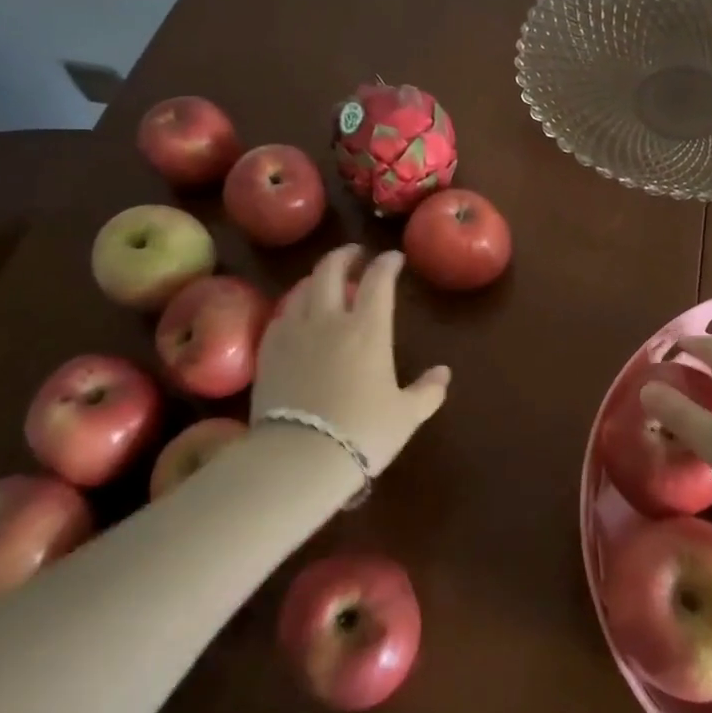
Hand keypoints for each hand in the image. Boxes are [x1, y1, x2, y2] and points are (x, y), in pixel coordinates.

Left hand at [252, 246, 450, 475]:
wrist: (299, 457)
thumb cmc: (362, 433)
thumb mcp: (406, 415)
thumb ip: (428, 391)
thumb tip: (444, 373)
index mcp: (368, 328)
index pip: (378, 280)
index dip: (387, 264)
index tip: (394, 258)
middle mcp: (329, 319)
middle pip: (331, 270)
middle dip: (345, 256)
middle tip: (355, 255)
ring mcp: (294, 332)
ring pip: (302, 288)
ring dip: (317, 278)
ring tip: (325, 282)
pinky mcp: (268, 351)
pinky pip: (281, 315)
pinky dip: (293, 306)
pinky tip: (297, 317)